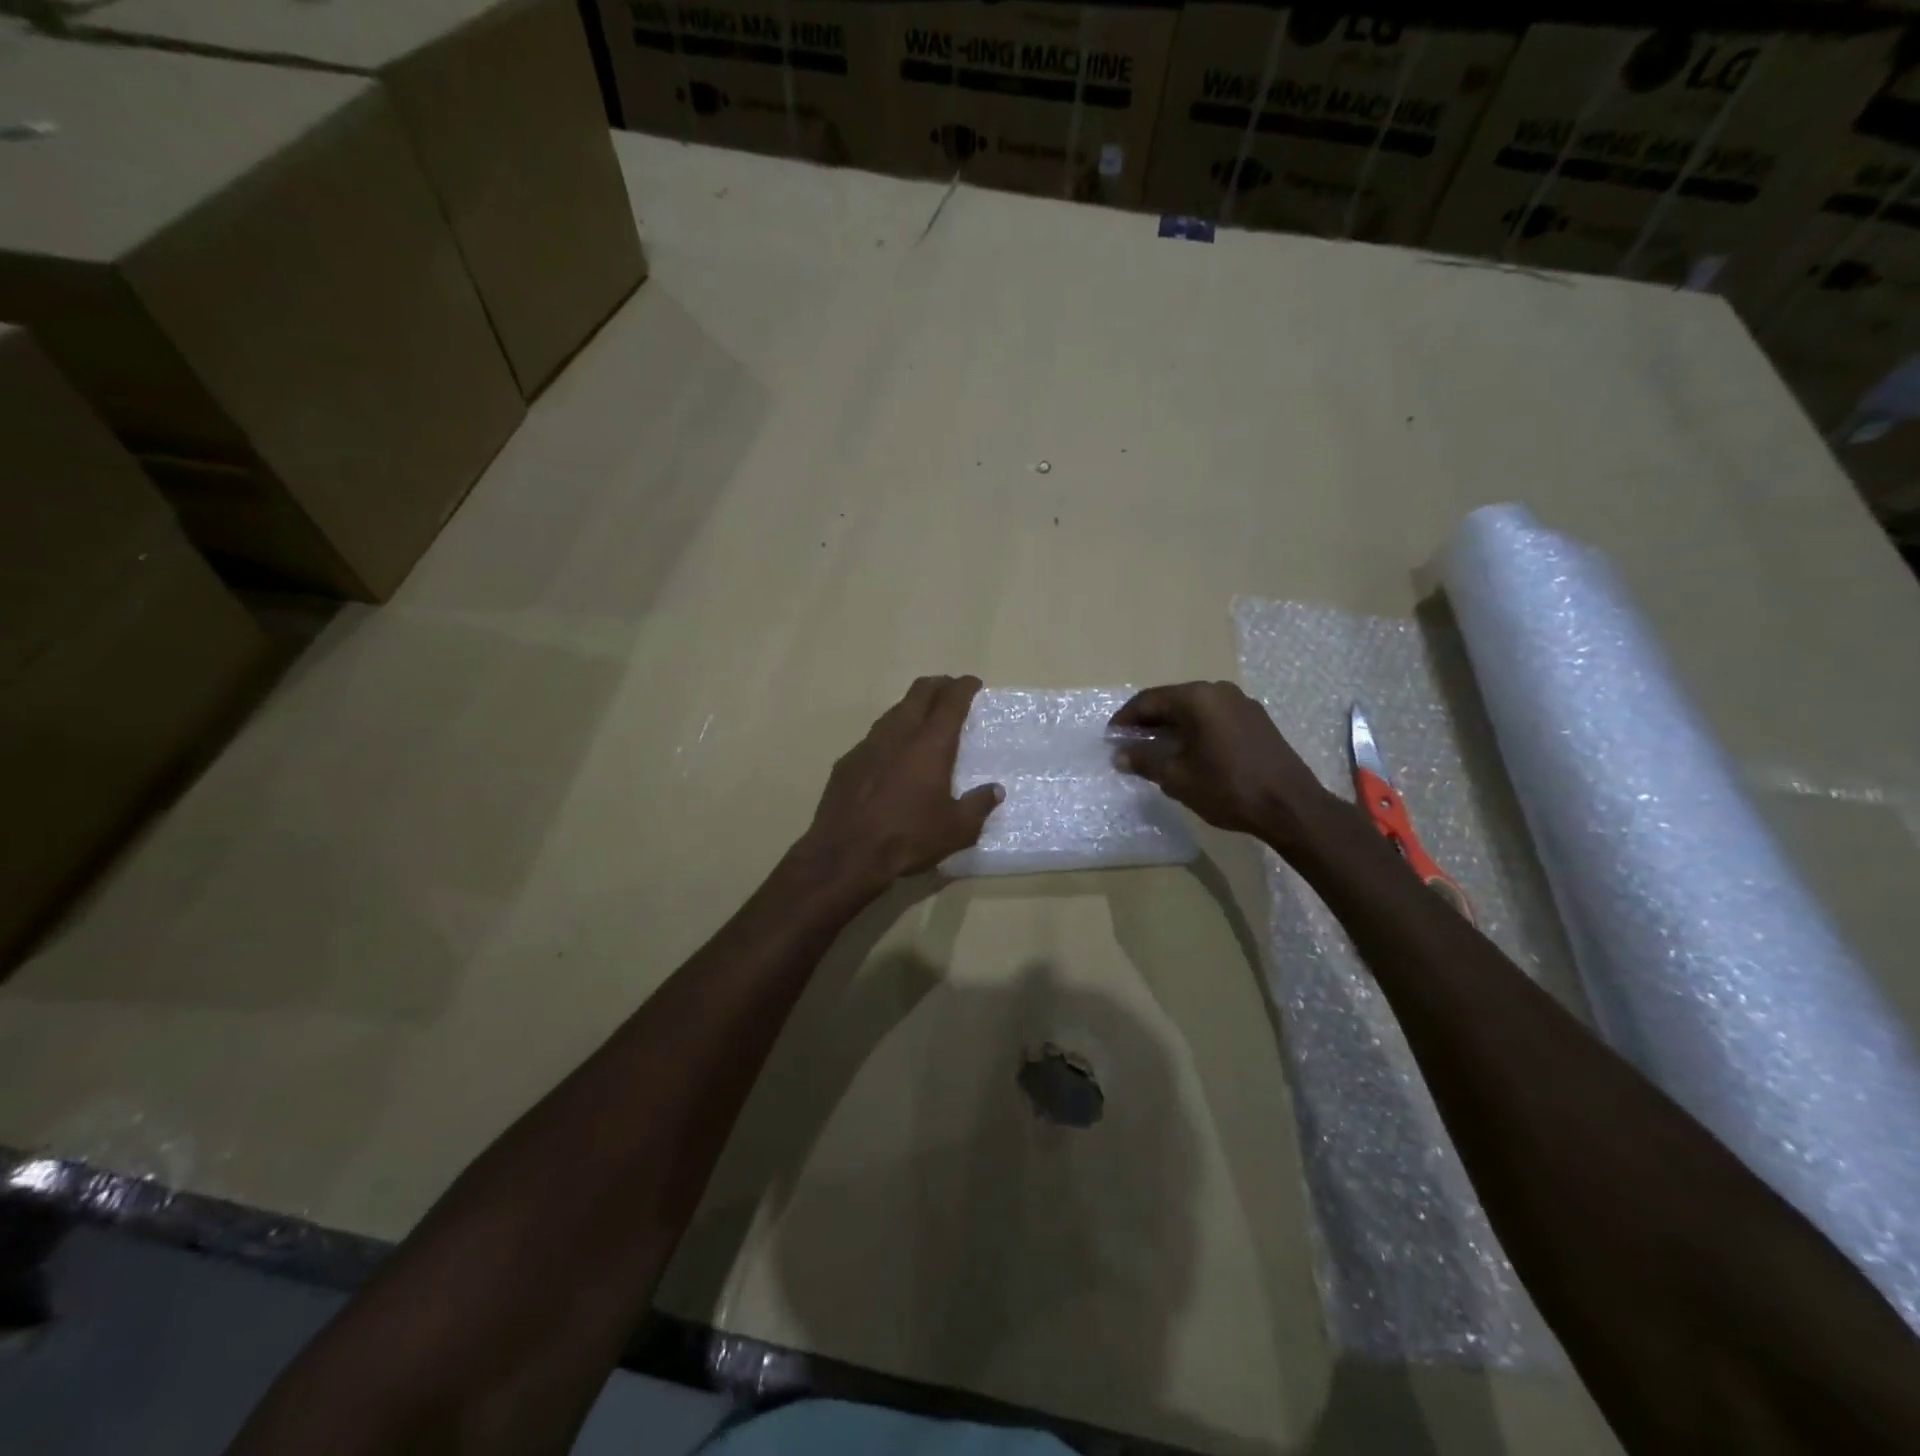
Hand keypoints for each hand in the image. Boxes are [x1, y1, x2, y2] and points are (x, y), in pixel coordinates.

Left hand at [797, 675, 1002, 893]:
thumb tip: (995, 790)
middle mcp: (898, 734)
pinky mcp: (846, 762)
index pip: (950, 701)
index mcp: (930, 744)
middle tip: (950, 689)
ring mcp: (867, 745)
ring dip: (911, 707)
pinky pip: (873, 738)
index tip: (973, 683)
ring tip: (922, 718)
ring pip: (893, 712)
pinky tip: (891, 754)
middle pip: (919, 694)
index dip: (964, 687)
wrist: (845, 854)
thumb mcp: (957, 830)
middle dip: (938, 686)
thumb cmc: (908, 838)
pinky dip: (889, 735)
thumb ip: (978, 806)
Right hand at [1110, 681, 1335, 850]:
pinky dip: (1194, 730)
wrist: (1290, 806)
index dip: (1125, 719)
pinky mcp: (1256, 720)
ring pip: (1194, 709)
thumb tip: (1120, 755)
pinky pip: (1214, 717)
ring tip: (1155, 750)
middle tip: (1129, 744)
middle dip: (1148, 722)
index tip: (1110, 737)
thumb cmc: (1227, 788)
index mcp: (1197, 698)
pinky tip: (1188, 752)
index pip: (1148, 700)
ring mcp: (1242, 703)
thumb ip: (1145, 760)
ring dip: (1171, 726)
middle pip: (1172, 701)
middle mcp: (1219, 691)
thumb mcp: (1177, 777)